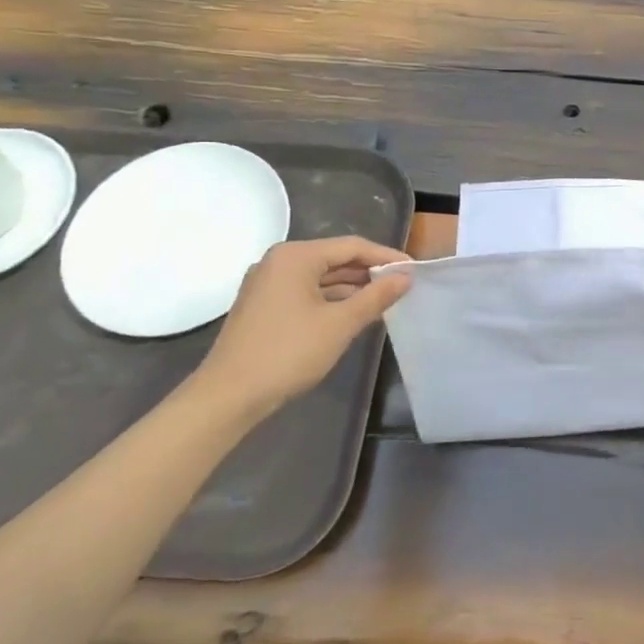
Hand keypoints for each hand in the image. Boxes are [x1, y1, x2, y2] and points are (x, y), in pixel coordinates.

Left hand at [191, 237, 412, 420]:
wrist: (229, 396)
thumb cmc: (289, 352)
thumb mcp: (341, 323)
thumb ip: (376, 296)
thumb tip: (405, 278)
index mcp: (295, 257)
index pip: (352, 247)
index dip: (387, 257)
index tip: (415, 270)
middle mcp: (278, 262)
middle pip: (335, 258)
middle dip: (370, 272)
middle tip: (403, 285)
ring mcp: (267, 284)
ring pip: (321, 276)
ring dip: (353, 287)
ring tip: (385, 300)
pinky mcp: (263, 306)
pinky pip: (307, 292)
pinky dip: (332, 299)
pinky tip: (354, 313)